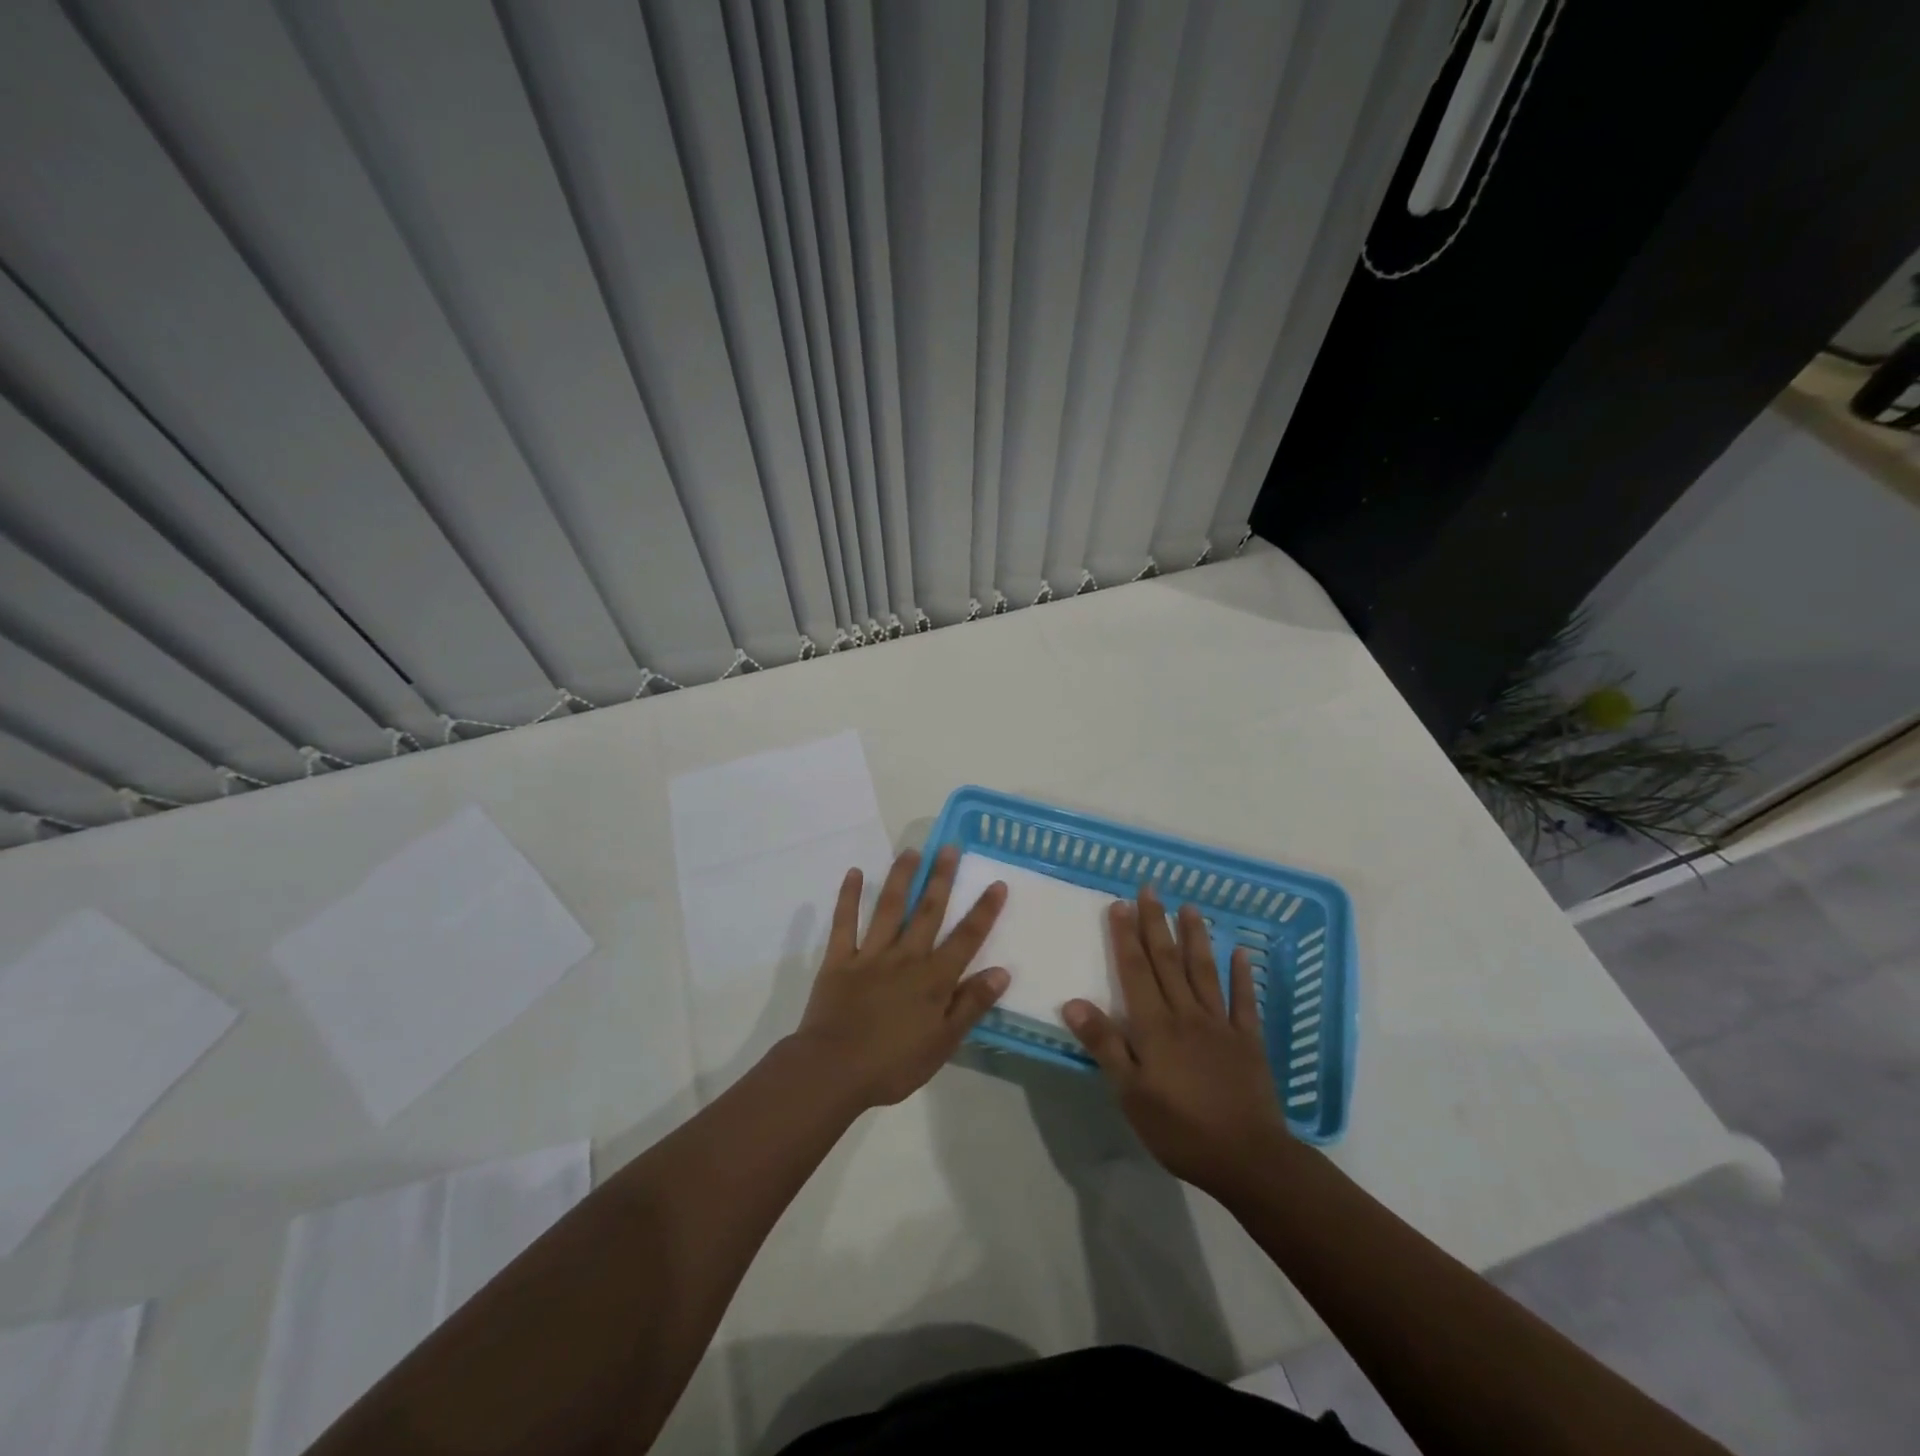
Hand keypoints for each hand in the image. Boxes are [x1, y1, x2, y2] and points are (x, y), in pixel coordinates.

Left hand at [792, 845, 1009, 1108]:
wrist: (833, 1071)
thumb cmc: (893, 1064)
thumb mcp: (943, 1043)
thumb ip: (971, 1005)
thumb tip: (1002, 971)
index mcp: (933, 979)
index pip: (966, 938)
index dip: (984, 911)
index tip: (996, 883)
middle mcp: (905, 957)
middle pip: (927, 911)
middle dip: (941, 878)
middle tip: (949, 847)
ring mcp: (870, 955)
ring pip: (889, 908)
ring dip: (901, 877)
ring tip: (911, 851)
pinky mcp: (839, 960)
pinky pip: (844, 923)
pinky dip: (848, 897)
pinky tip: (854, 872)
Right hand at [1064, 884, 1288, 1195]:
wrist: (1248, 1158)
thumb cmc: (1180, 1128)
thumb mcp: (1131, 1094)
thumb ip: (1105, 1045)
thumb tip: (1074, 1002)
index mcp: (1155, 1026)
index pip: (1136, 971)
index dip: (1127, 937)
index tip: (1120, 904)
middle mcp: (1186, 1014)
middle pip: (1168, 961)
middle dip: (1156, 924)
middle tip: (1150, 889)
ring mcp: (1221, 1024)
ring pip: (1204, 971)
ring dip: (1195, 936)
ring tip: (1189, 907)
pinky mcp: (1249, 1041)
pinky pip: (1245, 1001)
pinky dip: (1243, 974)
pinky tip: (1241, 952)